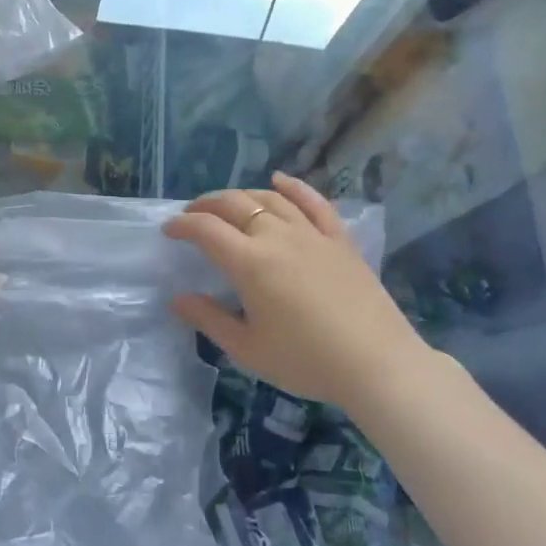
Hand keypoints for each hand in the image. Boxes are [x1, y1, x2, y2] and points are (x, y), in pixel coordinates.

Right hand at [163, 173, 433, 406]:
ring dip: (242, 196)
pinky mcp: (339, 240)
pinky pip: (314, 202)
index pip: (206, 230)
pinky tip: (279, 181)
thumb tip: (178, 299)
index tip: (168, 230)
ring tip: (227, 204)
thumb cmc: (305, 361)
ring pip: (270, 199)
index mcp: (249, 263)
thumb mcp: (247, 349)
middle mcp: (277, 237)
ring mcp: (312, 234)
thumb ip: (209, 320)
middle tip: (192, 215)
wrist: (377, 364)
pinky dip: (293, 187)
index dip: (182, 225)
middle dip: (206, 205)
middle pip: (234, 204)